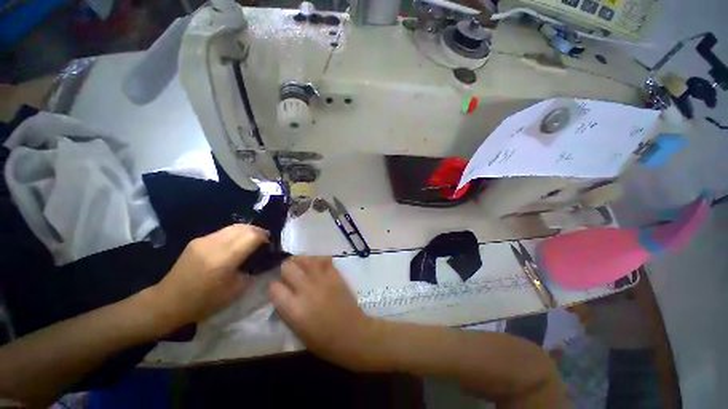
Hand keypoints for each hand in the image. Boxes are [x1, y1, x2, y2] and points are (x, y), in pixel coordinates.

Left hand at [150, 224, 268, 331]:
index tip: (270, 245)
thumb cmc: (204, 302)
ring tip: (252, 242)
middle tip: (264, 242)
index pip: (252, 236)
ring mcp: (204, 240)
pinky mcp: (198, 240)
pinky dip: (235, 234)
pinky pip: (223, 231)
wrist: (168, 302)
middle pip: (244, 227)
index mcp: (224, 259)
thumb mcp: (236, 291)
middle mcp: (214, 244)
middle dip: (258, 232)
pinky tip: (235, 245)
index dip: (265, 237)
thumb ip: (252, 270)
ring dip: (247, 231)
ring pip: (234, 226)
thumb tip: (262, 259)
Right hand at [269, 257, 383, 370]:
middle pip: (287, 267)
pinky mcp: (335, 274)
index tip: (277, 288)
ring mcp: (322, 279)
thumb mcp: (297, 332)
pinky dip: (318, 261)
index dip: (274, 287)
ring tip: (302, 267)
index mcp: (294, 308)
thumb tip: (281, 296)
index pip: (274, 287)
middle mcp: (306, 289)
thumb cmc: (324, 341)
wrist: (352, 333)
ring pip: (305, 259)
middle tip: (289, 275)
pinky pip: (323, 259)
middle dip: (285, 269)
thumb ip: (287, 311)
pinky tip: (318, 267)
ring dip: (301, 261)